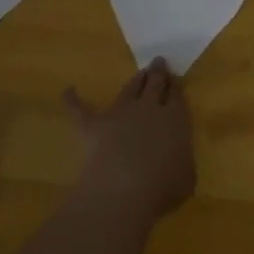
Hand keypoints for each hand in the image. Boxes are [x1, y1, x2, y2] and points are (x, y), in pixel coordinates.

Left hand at [64, 58, 195, 220]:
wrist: (123, 190)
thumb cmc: (163, 188)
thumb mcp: (186, 177)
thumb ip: (183, 162)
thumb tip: (178, 161)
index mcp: (175, 120)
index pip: (176, 97)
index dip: (175, 87)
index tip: (175, 80)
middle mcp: (149, 109)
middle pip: (155, 85)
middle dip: (158, 73)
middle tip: (158, 63)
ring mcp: (120, 114)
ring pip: (128, 90)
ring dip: (134, 81)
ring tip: (139, 73)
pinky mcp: (94, 127)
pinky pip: (80, 111)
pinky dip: (73, 101)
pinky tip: (67, 91)